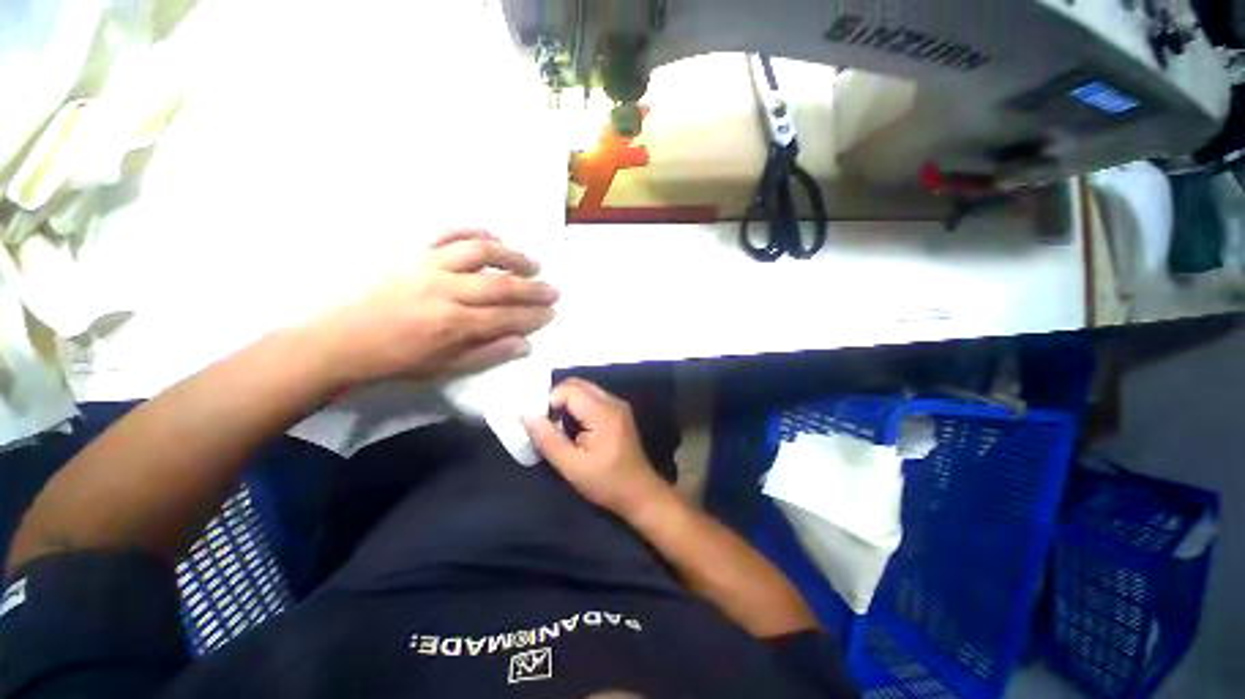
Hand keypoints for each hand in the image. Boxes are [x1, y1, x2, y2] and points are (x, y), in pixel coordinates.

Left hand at [312, 230, 557, 384]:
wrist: (343, 339)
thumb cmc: (397, 359)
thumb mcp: (445, 368)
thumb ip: (488, 354)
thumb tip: (525, 344)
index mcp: (453, 324)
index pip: (507, 317)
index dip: (533, 316)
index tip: (552, 313)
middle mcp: (446, 290)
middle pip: (501, 284)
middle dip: (533, 288)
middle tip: (555, 290)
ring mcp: (430, 266)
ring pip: (480, 252)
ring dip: (512, 256)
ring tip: (532, 263)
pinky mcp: (415, 254)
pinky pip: (448, 234)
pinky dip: (473, 231)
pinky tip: (493, 238)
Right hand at [523, 378, 668, 515]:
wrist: (640, 493)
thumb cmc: (606, 483)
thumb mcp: (572, 466)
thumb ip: (548, 439)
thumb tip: (526, 414)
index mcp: (603, 412)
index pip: (569, 389)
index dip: (550, 401)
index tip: (542, 423)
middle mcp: (613, 402)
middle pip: (578, 384)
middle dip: (557, 399)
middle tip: (547, 423)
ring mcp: (618, 405)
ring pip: (585, 389)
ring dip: (567, 402)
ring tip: (559, 427)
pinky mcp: (619, 412)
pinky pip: (593, 398)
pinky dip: (578, 406)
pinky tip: (574, 428)